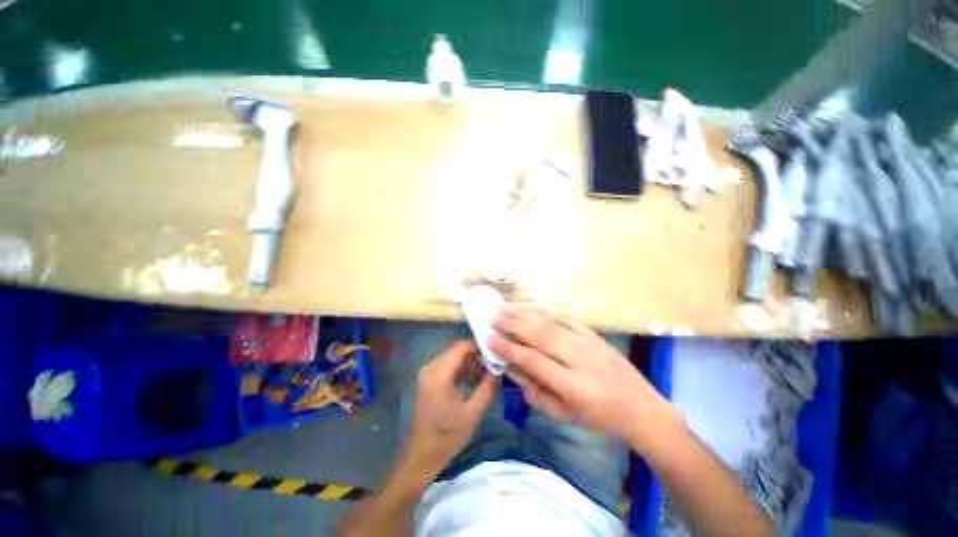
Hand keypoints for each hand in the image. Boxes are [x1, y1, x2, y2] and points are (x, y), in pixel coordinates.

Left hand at [403, 340, 498, 478]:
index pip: (461, 346)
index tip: (496, 352)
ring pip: (454, 357)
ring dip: (471, 362)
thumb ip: (488, 387)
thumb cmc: (447, 437)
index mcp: (439, 373)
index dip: (479, 346)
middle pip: (457, 350)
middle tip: (495, 363)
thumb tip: (500, 368)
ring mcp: (428, 373)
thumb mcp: (473, 413)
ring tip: (489, 372)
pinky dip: (463, 369)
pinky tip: (476, 379)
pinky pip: (449, 366)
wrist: (421, 456)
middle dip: (477, 355)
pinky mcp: (429, 380)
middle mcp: (431, 367)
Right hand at [488, 307, 680, 450]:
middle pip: (541, 335)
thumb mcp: (565, 415)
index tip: (489, 338)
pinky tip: (530, 308)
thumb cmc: (600, 418)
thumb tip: (512, 368)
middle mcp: (580, 359)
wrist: (642, 409)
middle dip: (512, 323)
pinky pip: (565, 319)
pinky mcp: (594, 335)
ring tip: (505, 307)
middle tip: (491, 315)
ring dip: (525, 313)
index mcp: (574, 386)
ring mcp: (589, 343)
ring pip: (551, 322)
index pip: (534, 361)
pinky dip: (544, 312)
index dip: (509, 348)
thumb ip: (535, 392)